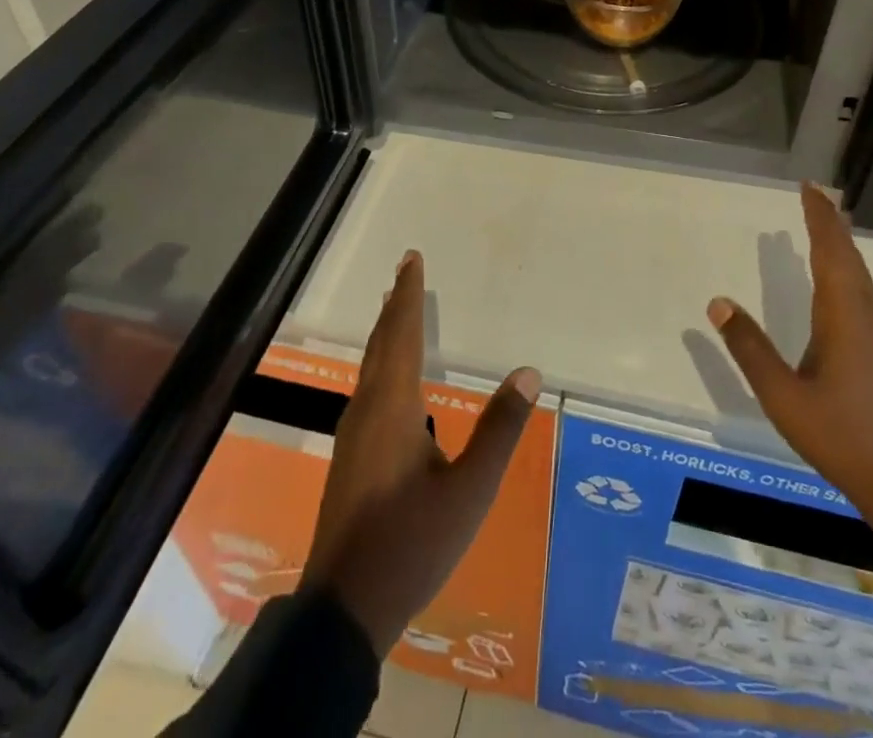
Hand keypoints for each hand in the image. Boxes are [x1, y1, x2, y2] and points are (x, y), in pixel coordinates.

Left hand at [299, 251, 540, 655]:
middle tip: (403, 272)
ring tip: (396, 311)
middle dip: (394, 305)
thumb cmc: (410, 545)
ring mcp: (352, 437)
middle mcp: (367, 411)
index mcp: (393, 409)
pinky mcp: (349, 459)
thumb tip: (529, 372)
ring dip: (385, 333)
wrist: (343, 613)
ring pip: (370, 367)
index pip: (401, 335)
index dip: (407, 295)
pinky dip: (381, 362)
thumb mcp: (469, 491)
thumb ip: (499, 430)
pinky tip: (389, 379)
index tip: (410, 259)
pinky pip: (368, 388)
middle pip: (380, 344)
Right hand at [707, 183, 872, 544]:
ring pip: (860, 275)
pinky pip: (865, 292)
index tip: (809, 187)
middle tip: (812, 196)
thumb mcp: (784, 398)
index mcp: (845, 315)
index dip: (819, 217)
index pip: (831, 251)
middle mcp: (869, 314)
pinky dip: (848, 271)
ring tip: (822, 229)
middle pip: (849, 256)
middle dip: (830, 223)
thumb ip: (751, 350)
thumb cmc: (843, 437)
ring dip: (841, 246)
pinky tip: (838, 284)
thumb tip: (718, 303)